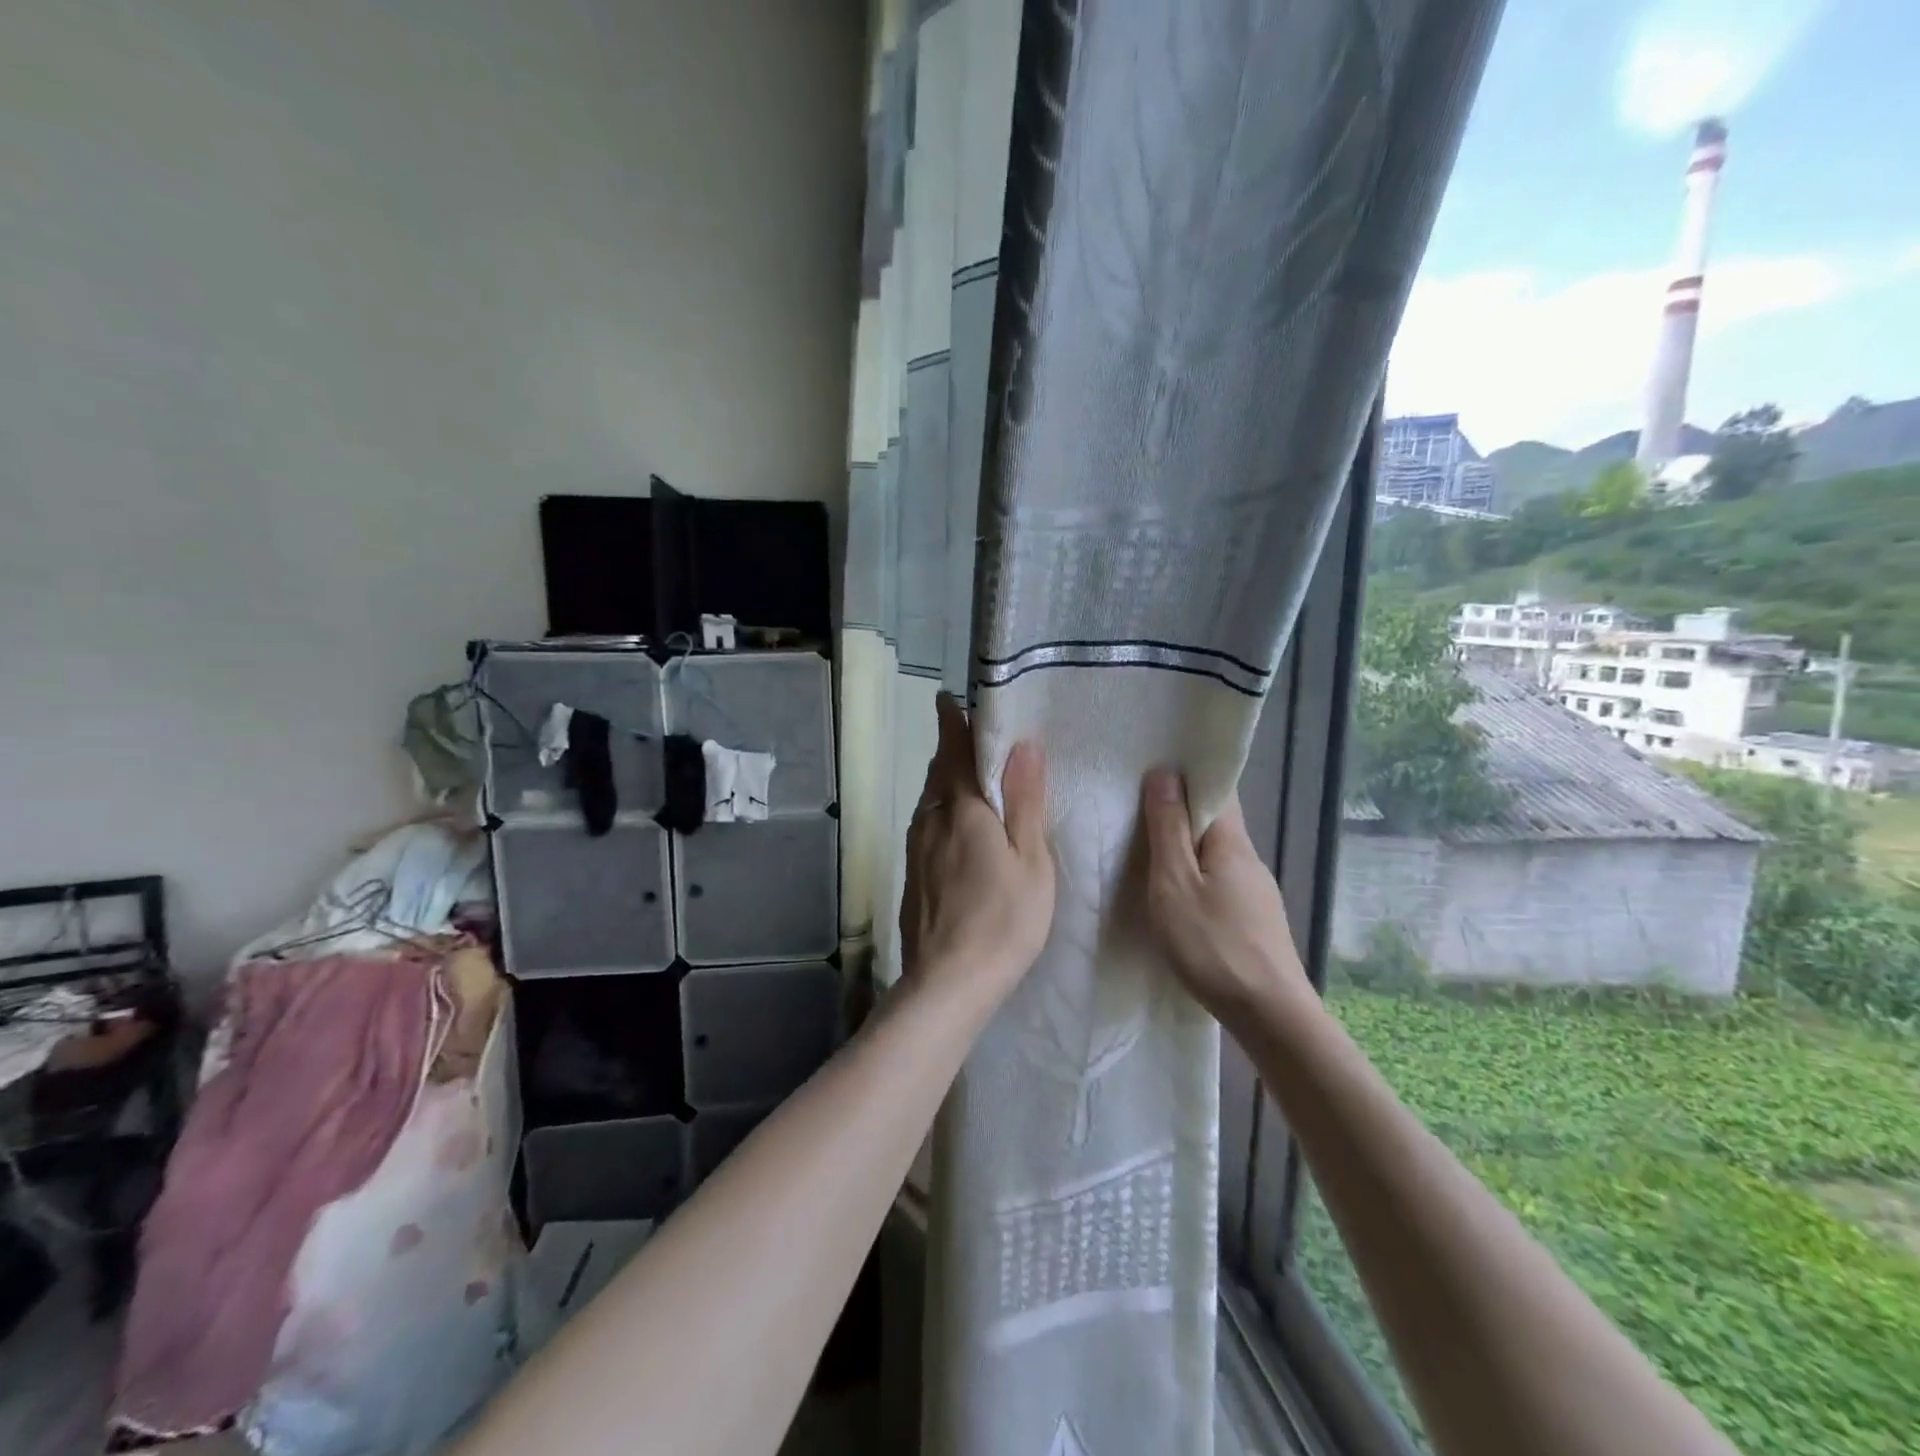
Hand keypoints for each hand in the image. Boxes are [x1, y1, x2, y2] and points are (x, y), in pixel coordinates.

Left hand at [899, 696, 1054, 1007]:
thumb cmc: (1002, 920)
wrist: (947, 984)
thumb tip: (1023, 744)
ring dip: (947, 781)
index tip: (949, 699)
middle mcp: (931, 819)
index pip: (954, 749)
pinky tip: (959, 828)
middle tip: (974, 737)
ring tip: (971, 777)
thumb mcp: (1030, 860)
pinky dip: (943, 811)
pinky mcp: (913, 875)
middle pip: (940, 772)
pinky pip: (928, 825)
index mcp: (962, 808)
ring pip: (931, 800)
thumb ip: (1024, 800)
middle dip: (952, 749)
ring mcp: (916, 848)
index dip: (953, 721)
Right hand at [1139, 769, 1310, 1026]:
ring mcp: (1255, 891)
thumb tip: (1165, 773)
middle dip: (1180, 812)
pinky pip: (1220, 881)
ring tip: (1148, 855)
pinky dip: (1196, 876)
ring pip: (1216, 854)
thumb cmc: (1213, 944)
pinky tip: (1177, 897)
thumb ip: (1168, 828)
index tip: (1151, 772)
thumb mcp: (1175, 883)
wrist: (1269, 1015)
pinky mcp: (1254, 919)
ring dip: (1186, 848)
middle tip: (1136, 815)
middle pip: (1215, 821)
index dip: (1187, 775)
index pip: (1216, 788)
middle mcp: (1249, 858)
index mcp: (1232, 841)